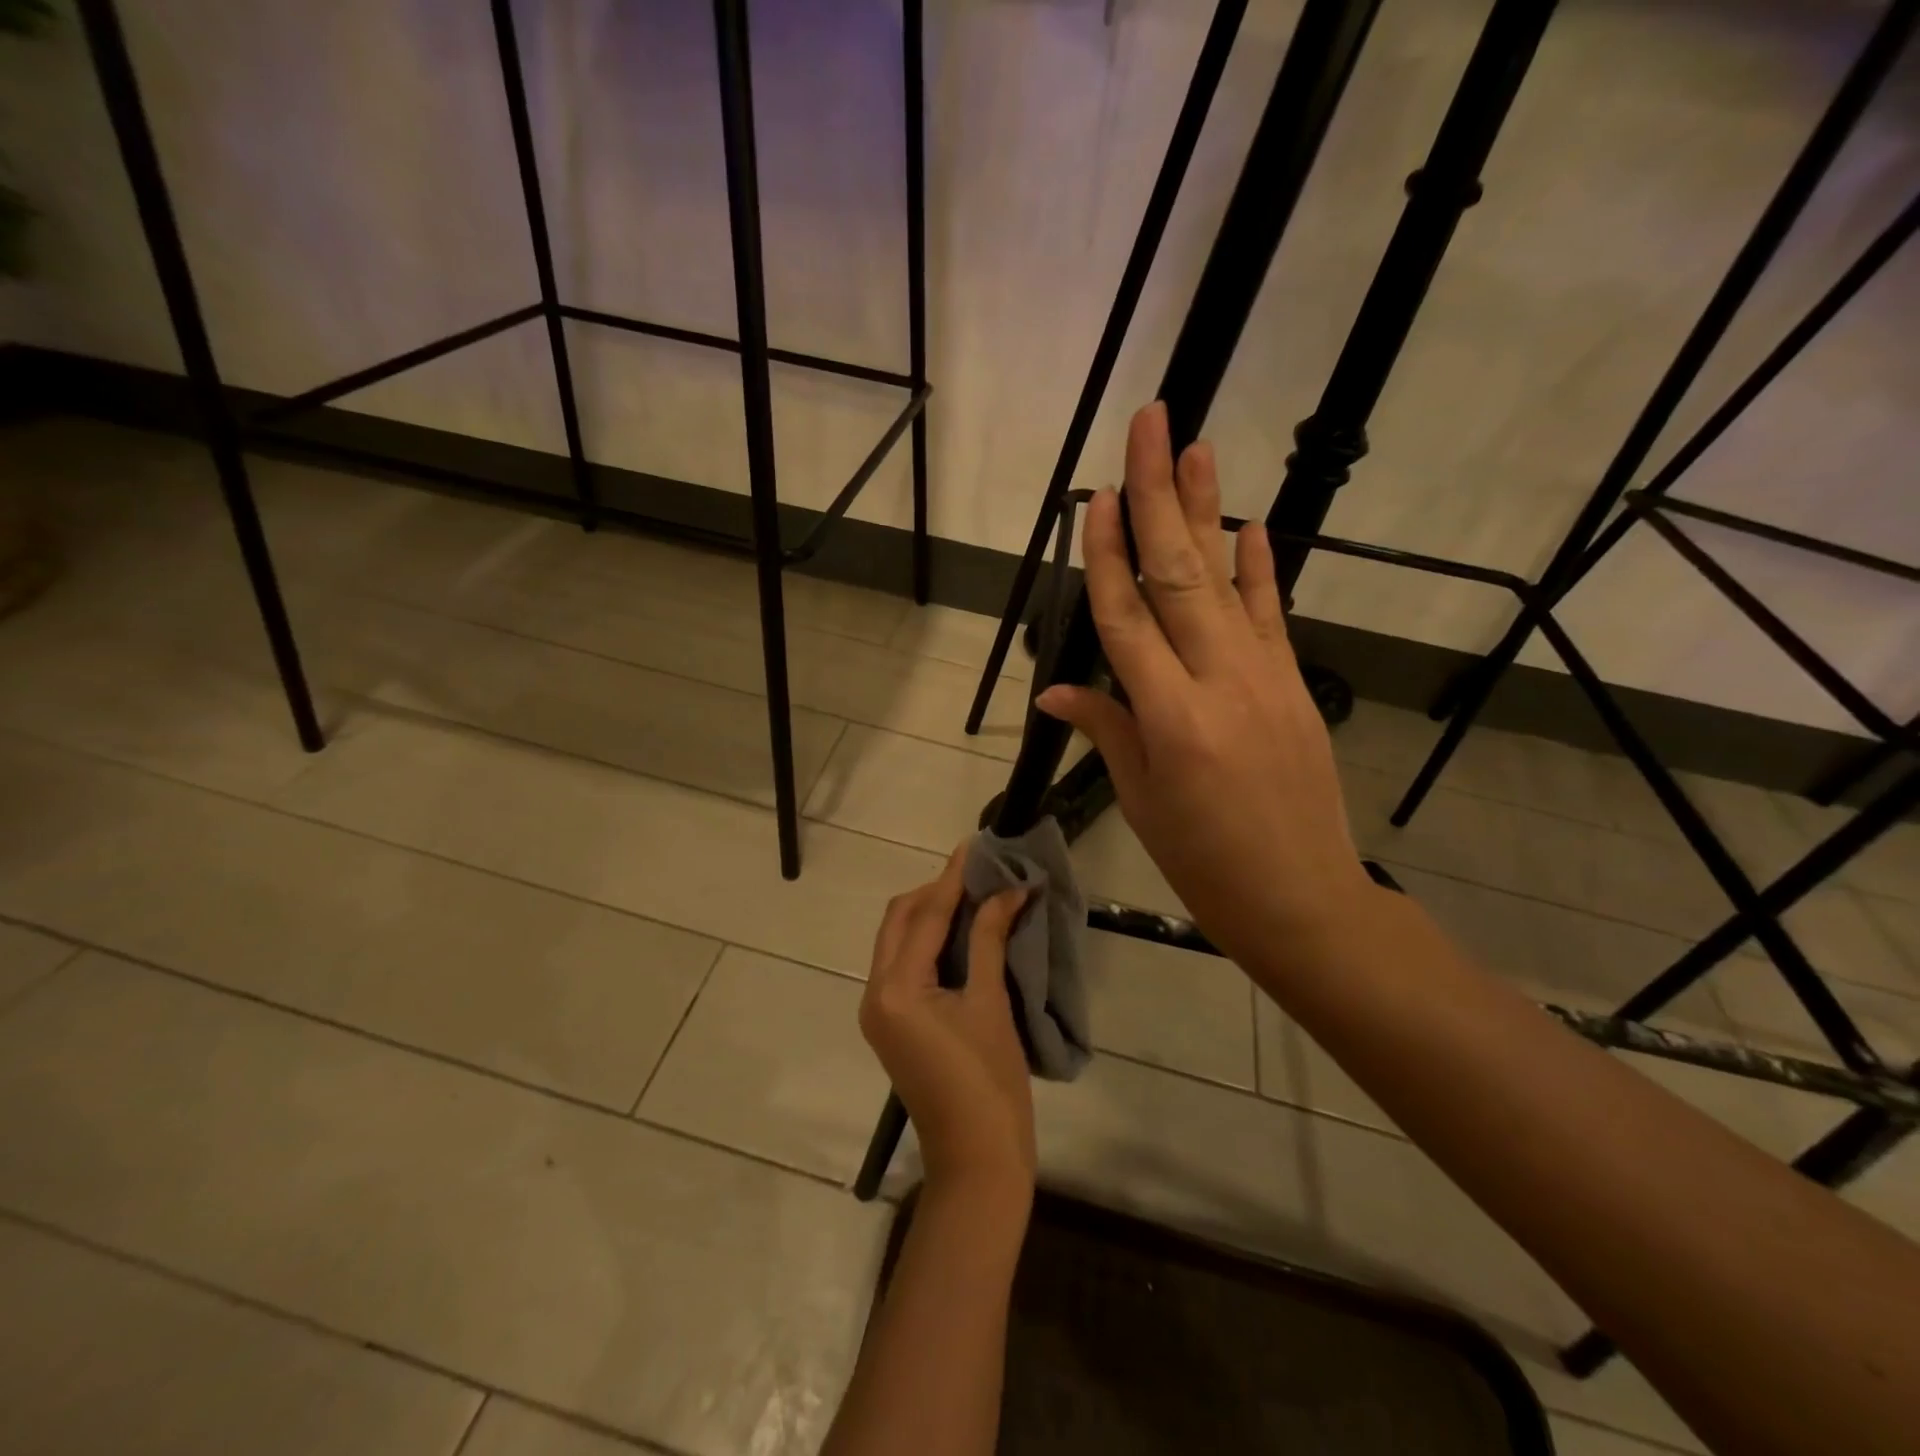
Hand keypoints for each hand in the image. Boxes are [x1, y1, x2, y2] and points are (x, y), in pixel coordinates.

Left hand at [861, 847, 1035, 1202]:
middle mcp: (875, 993)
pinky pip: (903, 964)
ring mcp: (878, 1010)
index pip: (924, 916)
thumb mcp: (990, 1004)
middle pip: (900, 921)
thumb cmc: (989, 1084)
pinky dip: (928, 940)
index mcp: (895, 989)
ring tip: (974, 893)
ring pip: (898, 940)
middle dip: (935, 892)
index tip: (975, 845)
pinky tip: (961, 930)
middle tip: (978, 872)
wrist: (977, 1161)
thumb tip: (1009, 890)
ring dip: (930, 913)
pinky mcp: (891, 1023)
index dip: (952, 878)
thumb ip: (989, 939)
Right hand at [1036, 402, 1372, 969]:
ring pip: (1225, 580)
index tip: (1098, 496)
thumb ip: (1106, 730)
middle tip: (1150, 425)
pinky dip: (1260, 569)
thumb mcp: (1142, 801)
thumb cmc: (1204, 861)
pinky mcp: (1295, 684)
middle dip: (1159, 495)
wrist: (1302, 899)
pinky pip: (1272, 615)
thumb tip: (1056, 689)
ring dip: (1207, 509)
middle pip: (1177, 574)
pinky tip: (1251, 525)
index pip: (1126, 618)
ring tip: (1196, 445)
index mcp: (1168, 718)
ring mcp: (1264, 677)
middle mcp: (1217, 681)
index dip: (1107, 554)